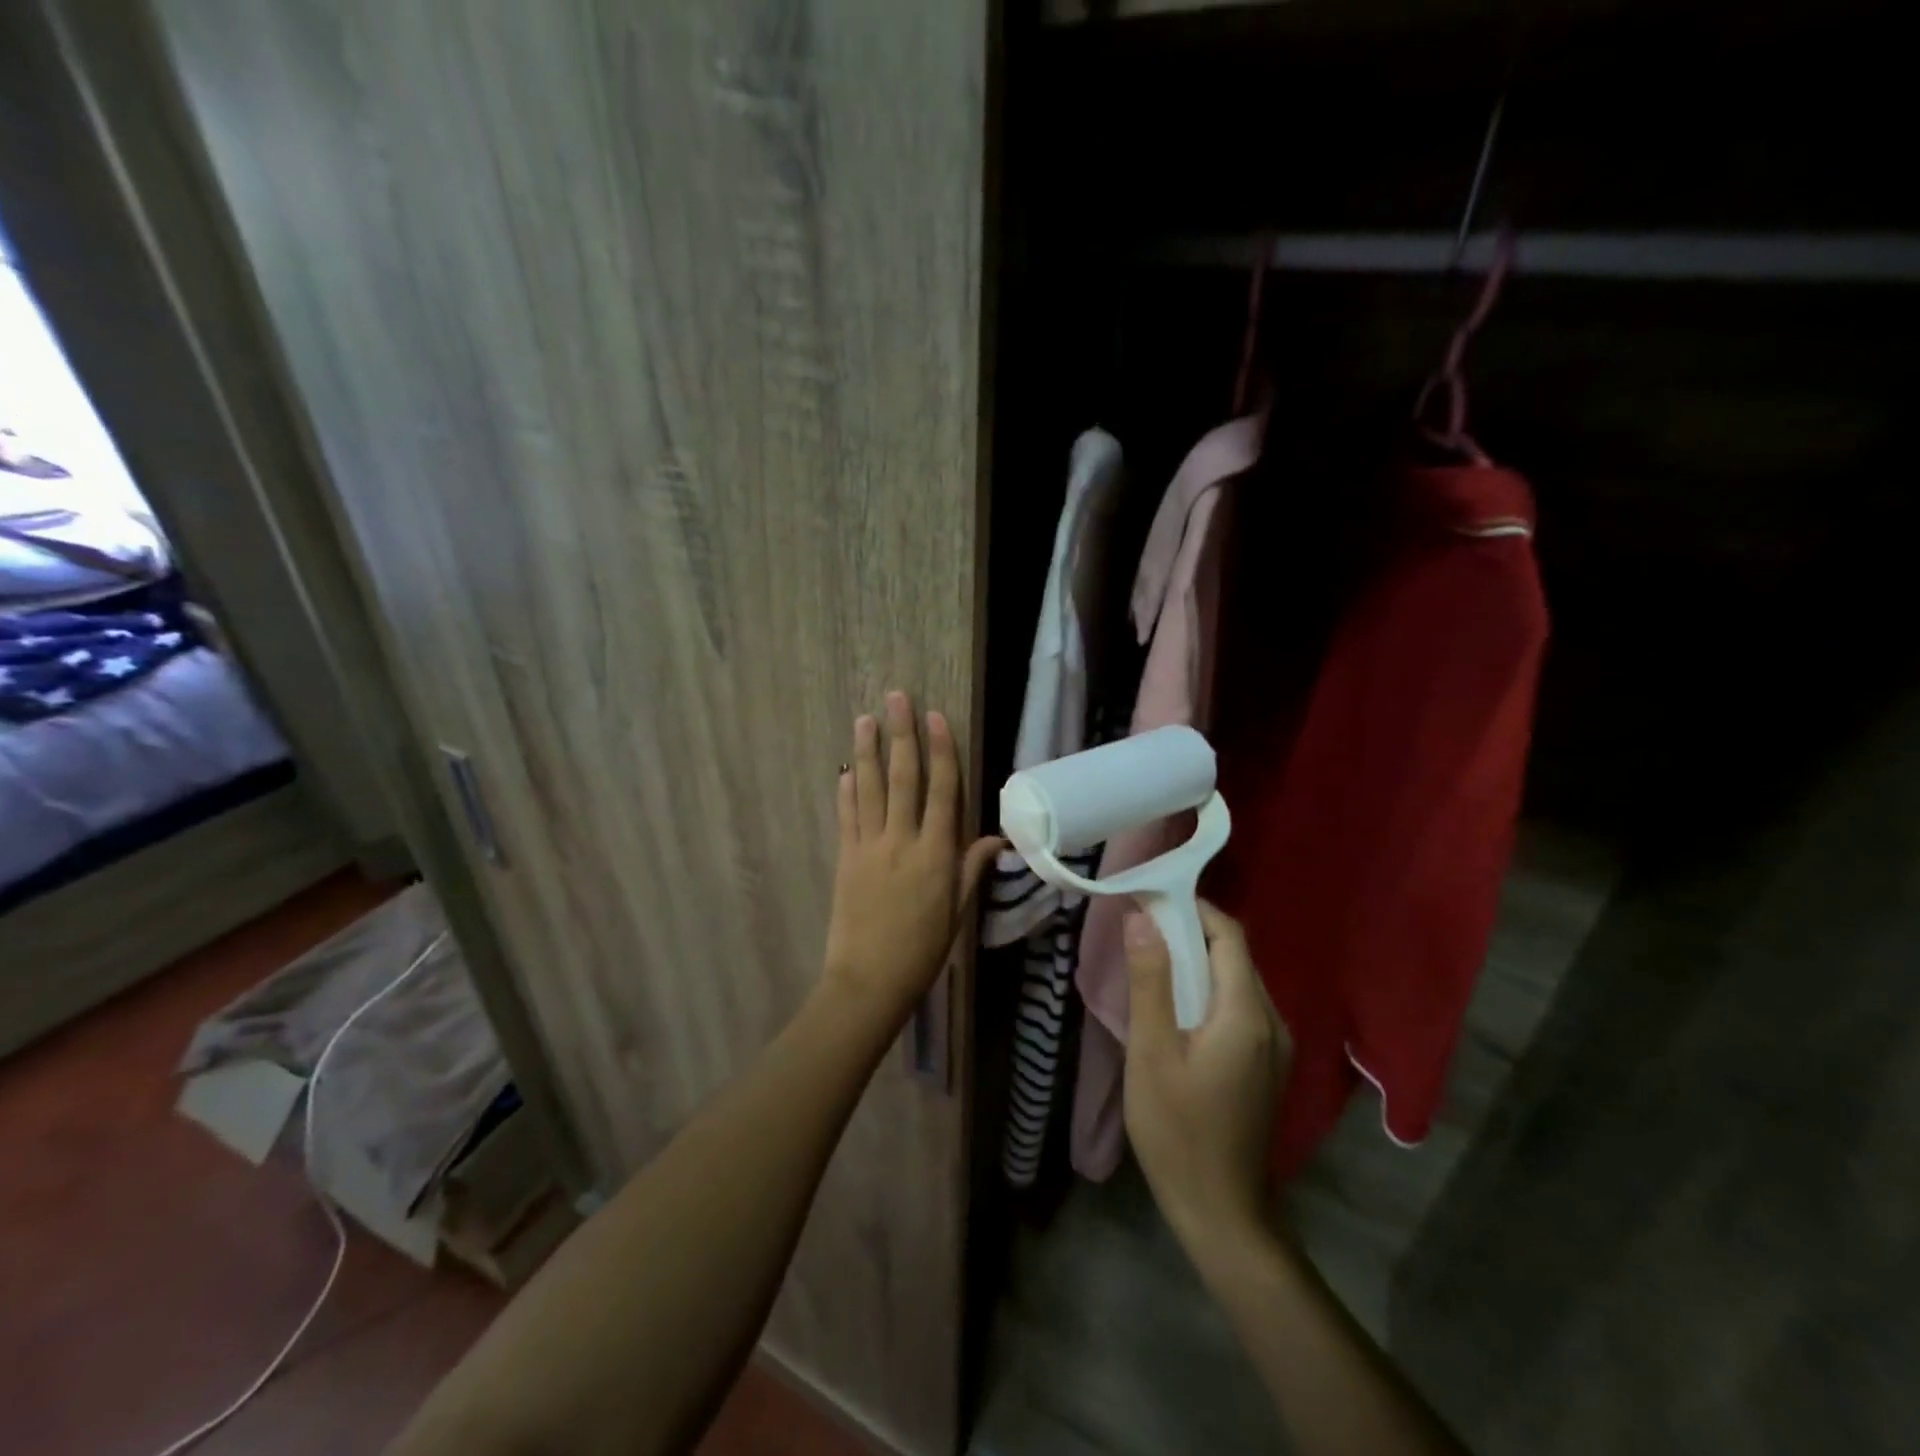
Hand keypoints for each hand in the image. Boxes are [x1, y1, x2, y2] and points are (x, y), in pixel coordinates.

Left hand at [821, 690, 1001, 1021]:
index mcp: (935, 854)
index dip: (941, 750)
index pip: (941, 790)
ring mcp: (869, 848)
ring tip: (864, 719)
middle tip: (896, 698)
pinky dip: (846, 791)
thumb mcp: (957, 912)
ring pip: (870, 789)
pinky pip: (846, 817)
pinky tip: (846, 770)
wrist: (869, 981)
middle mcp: (902, 841)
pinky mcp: (845, 859)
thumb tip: (997, 838)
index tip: (936, 716)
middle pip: (903, 778)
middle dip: (901, 735)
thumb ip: (971, 869)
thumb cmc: (923, 950)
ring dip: (867, 752)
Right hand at [1124, 900, 1292, 1253]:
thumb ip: (1149, 980)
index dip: (1193, 908)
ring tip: (1151, 958)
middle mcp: (1272, 1020)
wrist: (1220, 1213)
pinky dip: (1207, 989)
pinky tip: (1175, 1004)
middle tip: (1141, 926)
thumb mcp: (1152, 1051)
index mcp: (1247, 1012)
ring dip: (1197, 961)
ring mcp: (1274, 1046)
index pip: (1228, 935)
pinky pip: (1238, 1006)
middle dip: (1191, 931)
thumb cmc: (1178, 1130)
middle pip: (1234, 955)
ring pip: (1236, 981)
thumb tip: (1141, 917)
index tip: (1151, 897)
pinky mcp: (1265, 1064)